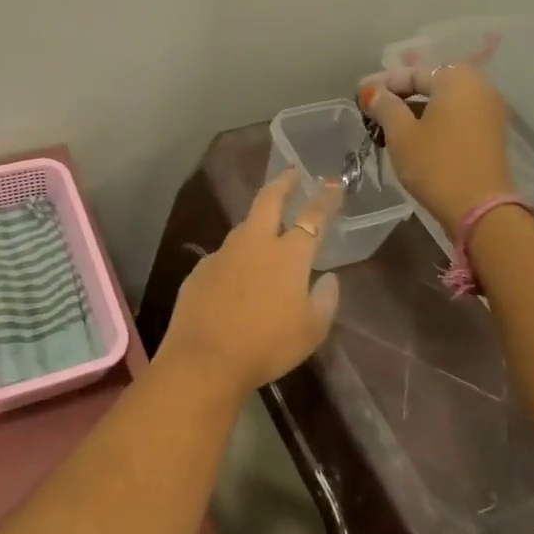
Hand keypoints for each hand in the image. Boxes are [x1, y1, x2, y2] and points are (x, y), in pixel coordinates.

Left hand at [158, 170, 342, 393]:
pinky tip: (236, 276)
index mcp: (288, 255)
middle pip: (268, 201)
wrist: (205, 359)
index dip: (325, 198)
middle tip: (291, 173)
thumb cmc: (267, 346)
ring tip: (266, 227)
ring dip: (257, 221)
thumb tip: (328, 278)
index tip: (333, 183)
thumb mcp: (311, 331)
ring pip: (244, 228)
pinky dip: (236, 258)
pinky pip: (224, 256)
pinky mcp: (200, 270)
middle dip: (282, 183)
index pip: (312, 217)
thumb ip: (325, 300)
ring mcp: (223, 254)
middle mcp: (254, 244)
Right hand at [361, 64, 513, 238]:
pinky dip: (435, 122)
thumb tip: (374, 92)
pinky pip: (457, 117)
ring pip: (445, 102)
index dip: (384, 84)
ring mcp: (490, 111)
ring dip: (417, 110)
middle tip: (374, 109)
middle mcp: (479, 87)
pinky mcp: (491, 134)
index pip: (414, 73)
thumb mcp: (401, 134)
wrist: (479, 208)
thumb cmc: (435, 164)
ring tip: (389, 126)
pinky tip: (413, 137)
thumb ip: (385, 106)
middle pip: (432, 85)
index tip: (361, 95)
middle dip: (402, 96)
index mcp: (457, 80)